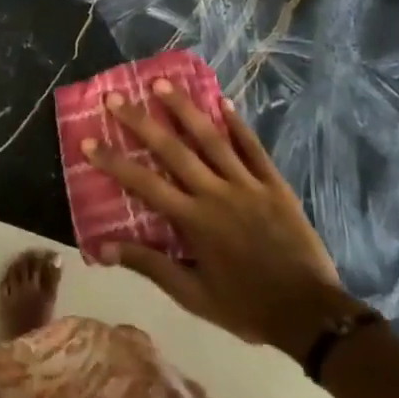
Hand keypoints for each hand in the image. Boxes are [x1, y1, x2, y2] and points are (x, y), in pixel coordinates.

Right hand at [86, 82, 360, 356]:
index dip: (114, 162)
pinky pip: (253, 148)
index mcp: (194, 221)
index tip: (88, 141)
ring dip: (184, 108)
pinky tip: (223, 102)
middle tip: (116, 96)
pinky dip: (237, 124)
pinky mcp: (275, 184)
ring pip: (211, 138)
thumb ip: (150, 266)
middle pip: (173, 149)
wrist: (310, 314)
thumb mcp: (193, 295)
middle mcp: (216, 193)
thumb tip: (103, 248)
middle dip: (140, 121)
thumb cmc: (246, 307)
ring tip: (162, 83)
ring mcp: (248, 184)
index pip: (144, 184)